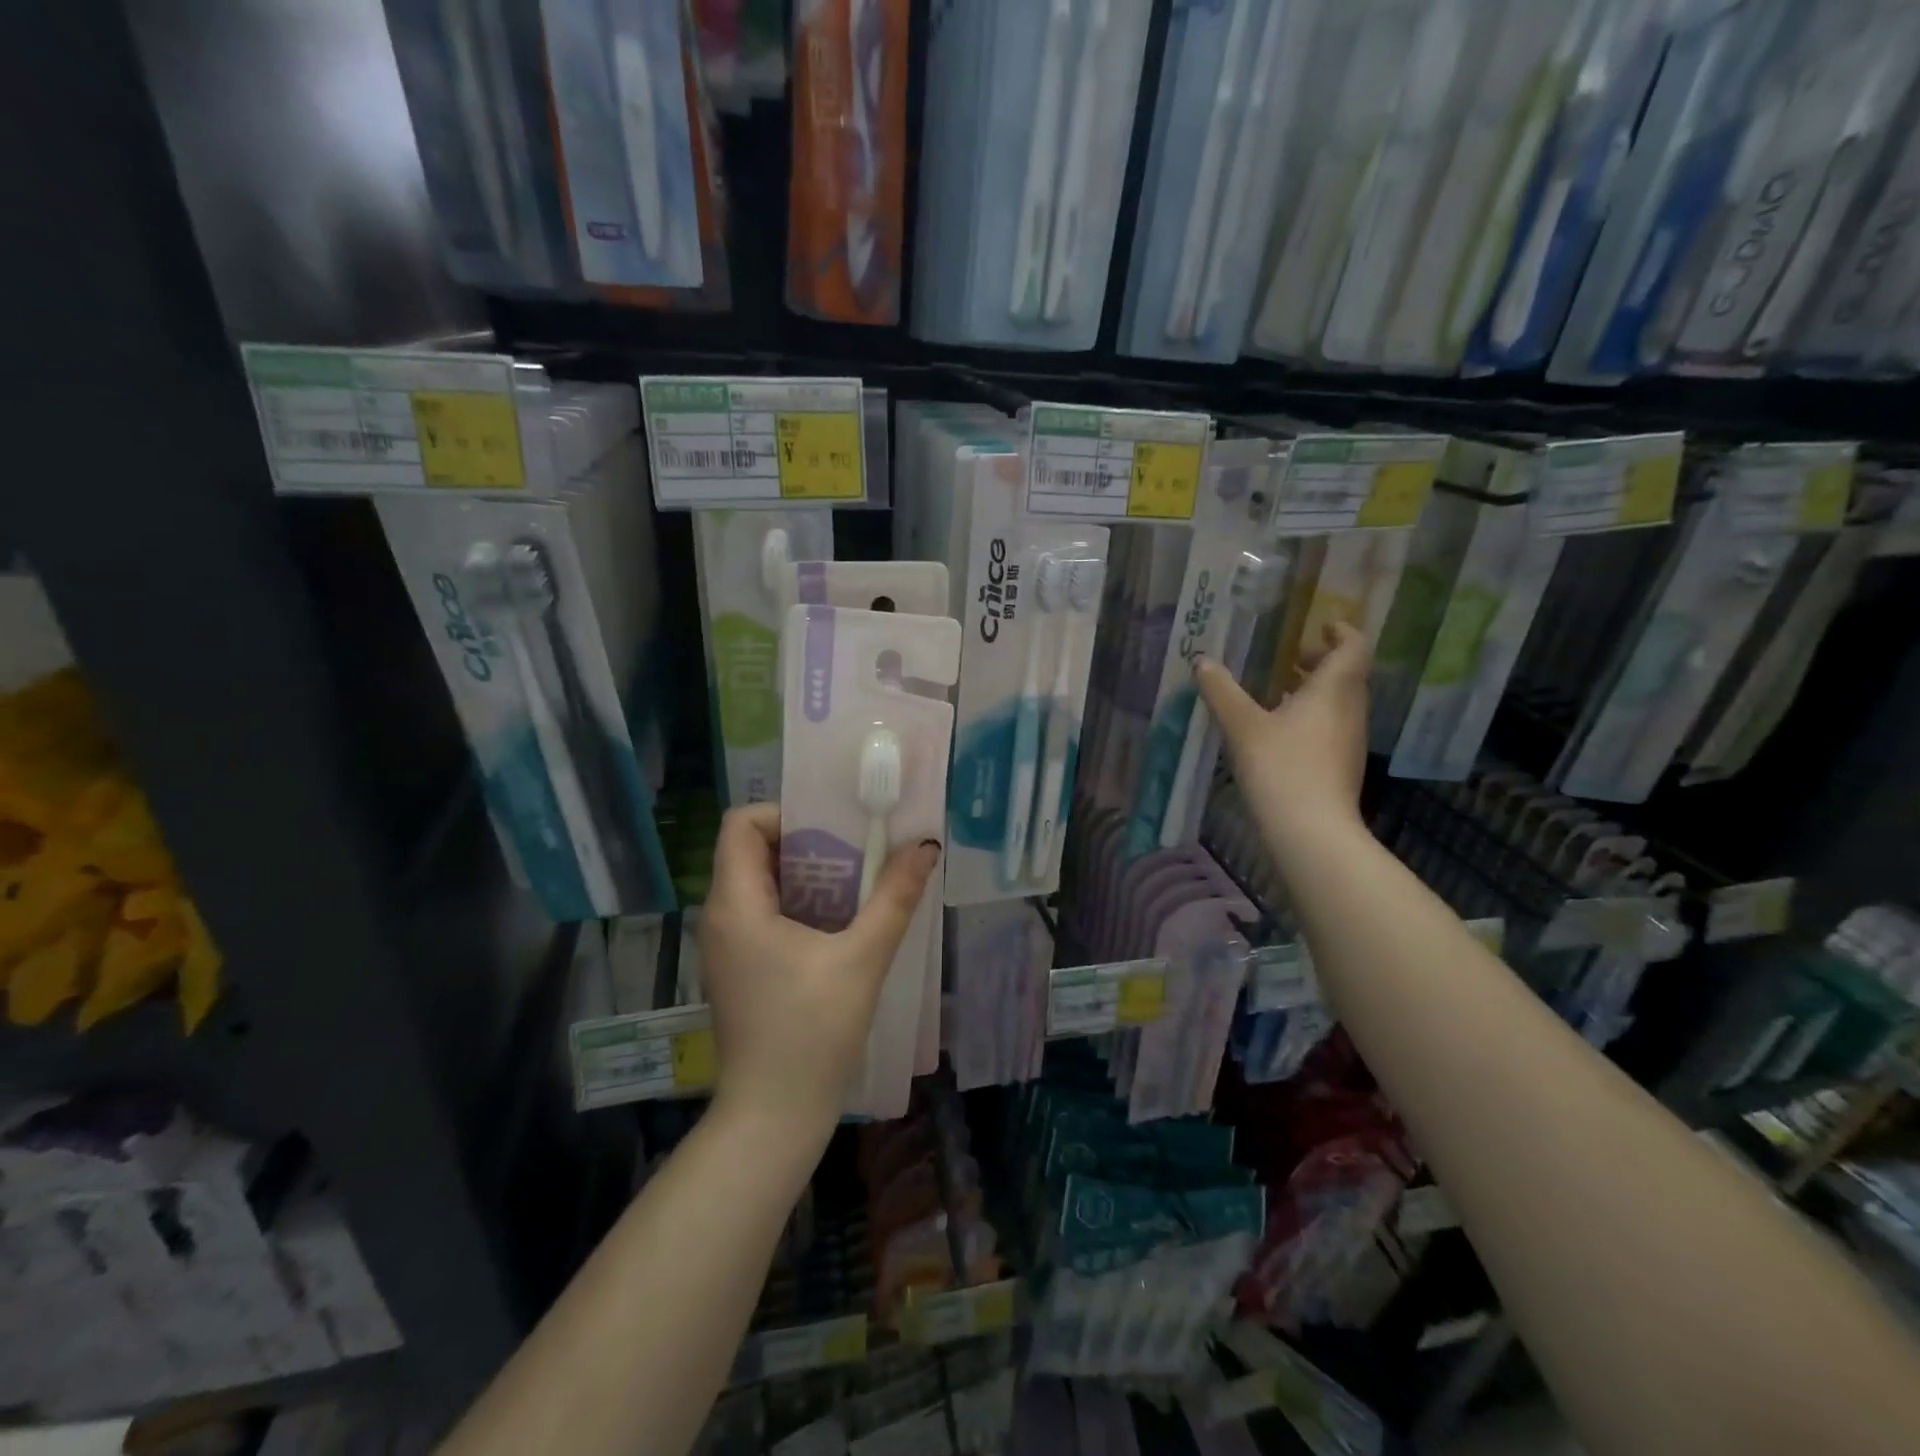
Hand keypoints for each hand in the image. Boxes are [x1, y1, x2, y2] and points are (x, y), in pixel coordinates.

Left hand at [699, 804, 940, 1137]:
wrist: (773, 1117)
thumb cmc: (812, 1032)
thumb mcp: (862, 958)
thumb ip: (894, 897)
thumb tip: (925, 846)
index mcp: (736, 903)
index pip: (742, 823)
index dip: (786, 815)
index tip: (834, 831)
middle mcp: (720, 916)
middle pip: (753, 850)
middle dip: (807, 843)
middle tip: (858, 853)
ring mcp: (726, 946)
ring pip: (760, 883)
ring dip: (807, 875)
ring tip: (856, 884)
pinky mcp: (739, 968)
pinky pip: (763, 913)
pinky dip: (798, 904)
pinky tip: (839, 924)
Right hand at [1196, 621, 1370, 835]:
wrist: (1311, 830)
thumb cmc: (1281, 767)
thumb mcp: (1243, 726)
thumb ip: (1222, 692)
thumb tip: (1203, 662)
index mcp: (1333, 690)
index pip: (1354, 647)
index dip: (1342, 632)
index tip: (1322, 625)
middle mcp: (1350, 710)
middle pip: (1348, 674)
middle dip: (1322, 661)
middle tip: (1291, 657)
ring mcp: (1350, 740)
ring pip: (1340, 702)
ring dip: (1316, 691)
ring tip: (1279, 692)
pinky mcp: (1342, 766)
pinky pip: (1332, 727)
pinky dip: (1313, 716)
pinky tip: (1282, 731)